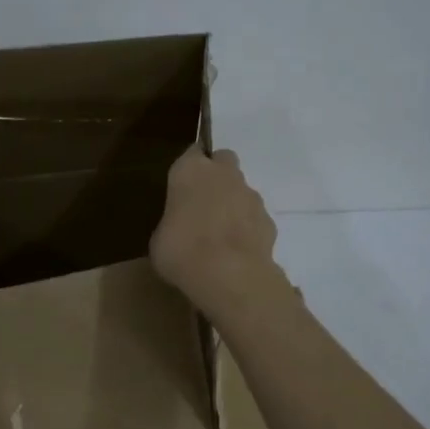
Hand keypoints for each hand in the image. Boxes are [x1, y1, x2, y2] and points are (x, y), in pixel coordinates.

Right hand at [149, 148, 283, 316]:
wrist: (228, 274)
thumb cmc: (181, 251)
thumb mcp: (160, 239)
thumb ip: (172, 222)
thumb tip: (180, 228)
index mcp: (190, 171)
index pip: (191, 153)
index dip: (188, 169)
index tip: (181, 186)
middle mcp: (223, 174)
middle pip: (223, 160)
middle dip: (216, 175)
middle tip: (203, 203)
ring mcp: (251, 196)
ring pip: (242, 189)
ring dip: (233, 204)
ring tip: (219, 236)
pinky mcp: (269, 220)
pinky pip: (255, 217)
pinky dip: (247, 228)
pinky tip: (236, 252)